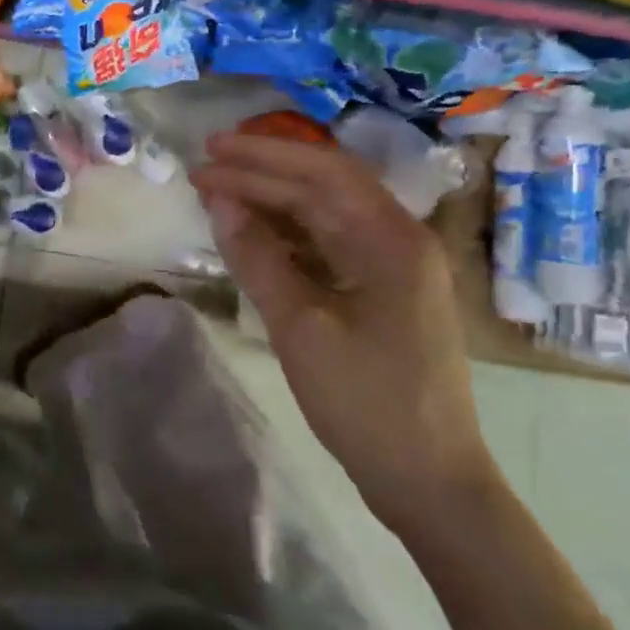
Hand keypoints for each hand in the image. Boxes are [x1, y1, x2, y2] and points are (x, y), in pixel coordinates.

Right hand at [190, 132, 496, 526]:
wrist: (428, 479)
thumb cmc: (367, 401)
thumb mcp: (301, 327)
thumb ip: (258, 258)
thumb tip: (219, 202)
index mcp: (392, 239)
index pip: (323, 171)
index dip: (262, 155)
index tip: (210, 149)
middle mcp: (398, 240)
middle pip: (323, 189)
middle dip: (260, 175)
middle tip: (201, 171)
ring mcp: (392, 268)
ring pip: (323, 217)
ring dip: (271, 203)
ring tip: (217, 196)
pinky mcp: (380, 293)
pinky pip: (327, 247)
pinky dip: (286, 236)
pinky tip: (251, 236)